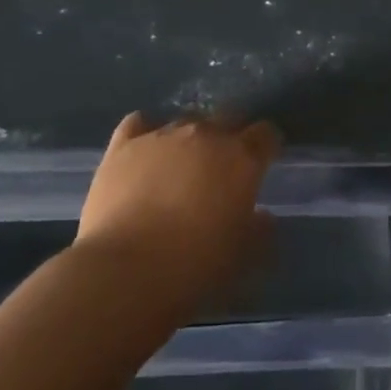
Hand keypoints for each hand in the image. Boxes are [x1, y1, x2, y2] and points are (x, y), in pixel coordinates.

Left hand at [75, 113, 279, 315]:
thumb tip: (263, 216)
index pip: (266, 134)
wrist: (124, 272)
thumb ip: (260, 230)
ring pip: (185, 121)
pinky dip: (145, 133)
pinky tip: (143, 152)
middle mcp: (206, 134)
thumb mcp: (242, 257)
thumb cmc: (194, 266)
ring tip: (179, 168)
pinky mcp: (124, 144)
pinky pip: (139, 123)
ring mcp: (163, 135)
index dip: (266, 146)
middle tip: (221, 168)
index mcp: (242, 158)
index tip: (262, 163)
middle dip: (230, 137)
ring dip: (189, 140)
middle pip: (228, 117)